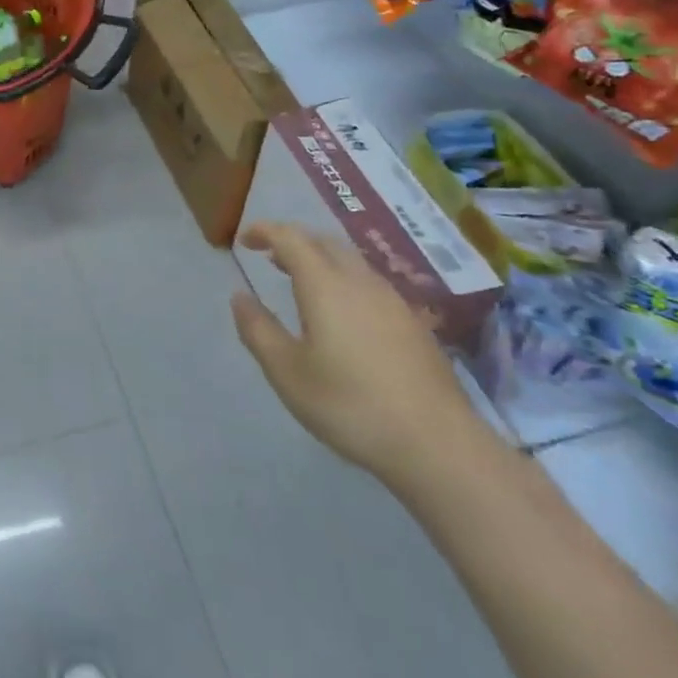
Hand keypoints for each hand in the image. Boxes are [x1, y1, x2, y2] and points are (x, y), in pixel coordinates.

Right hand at [231, 222, 483, 487]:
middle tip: (270, 256)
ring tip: (301, 282)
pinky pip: (370, 283)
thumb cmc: (350, 405)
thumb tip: (240, 297)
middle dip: (294, 241)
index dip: (265, 231)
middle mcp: (360, 281)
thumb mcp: (287, 372)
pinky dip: (344, 280)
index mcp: (325, 285)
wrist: (438, 445)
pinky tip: (342, 313)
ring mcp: (393, 301)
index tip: (244, 240)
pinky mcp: (414, 324)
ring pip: (351, 261)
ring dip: (320, 259)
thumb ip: (258, 330)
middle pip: (324, 242)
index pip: (291, 238)